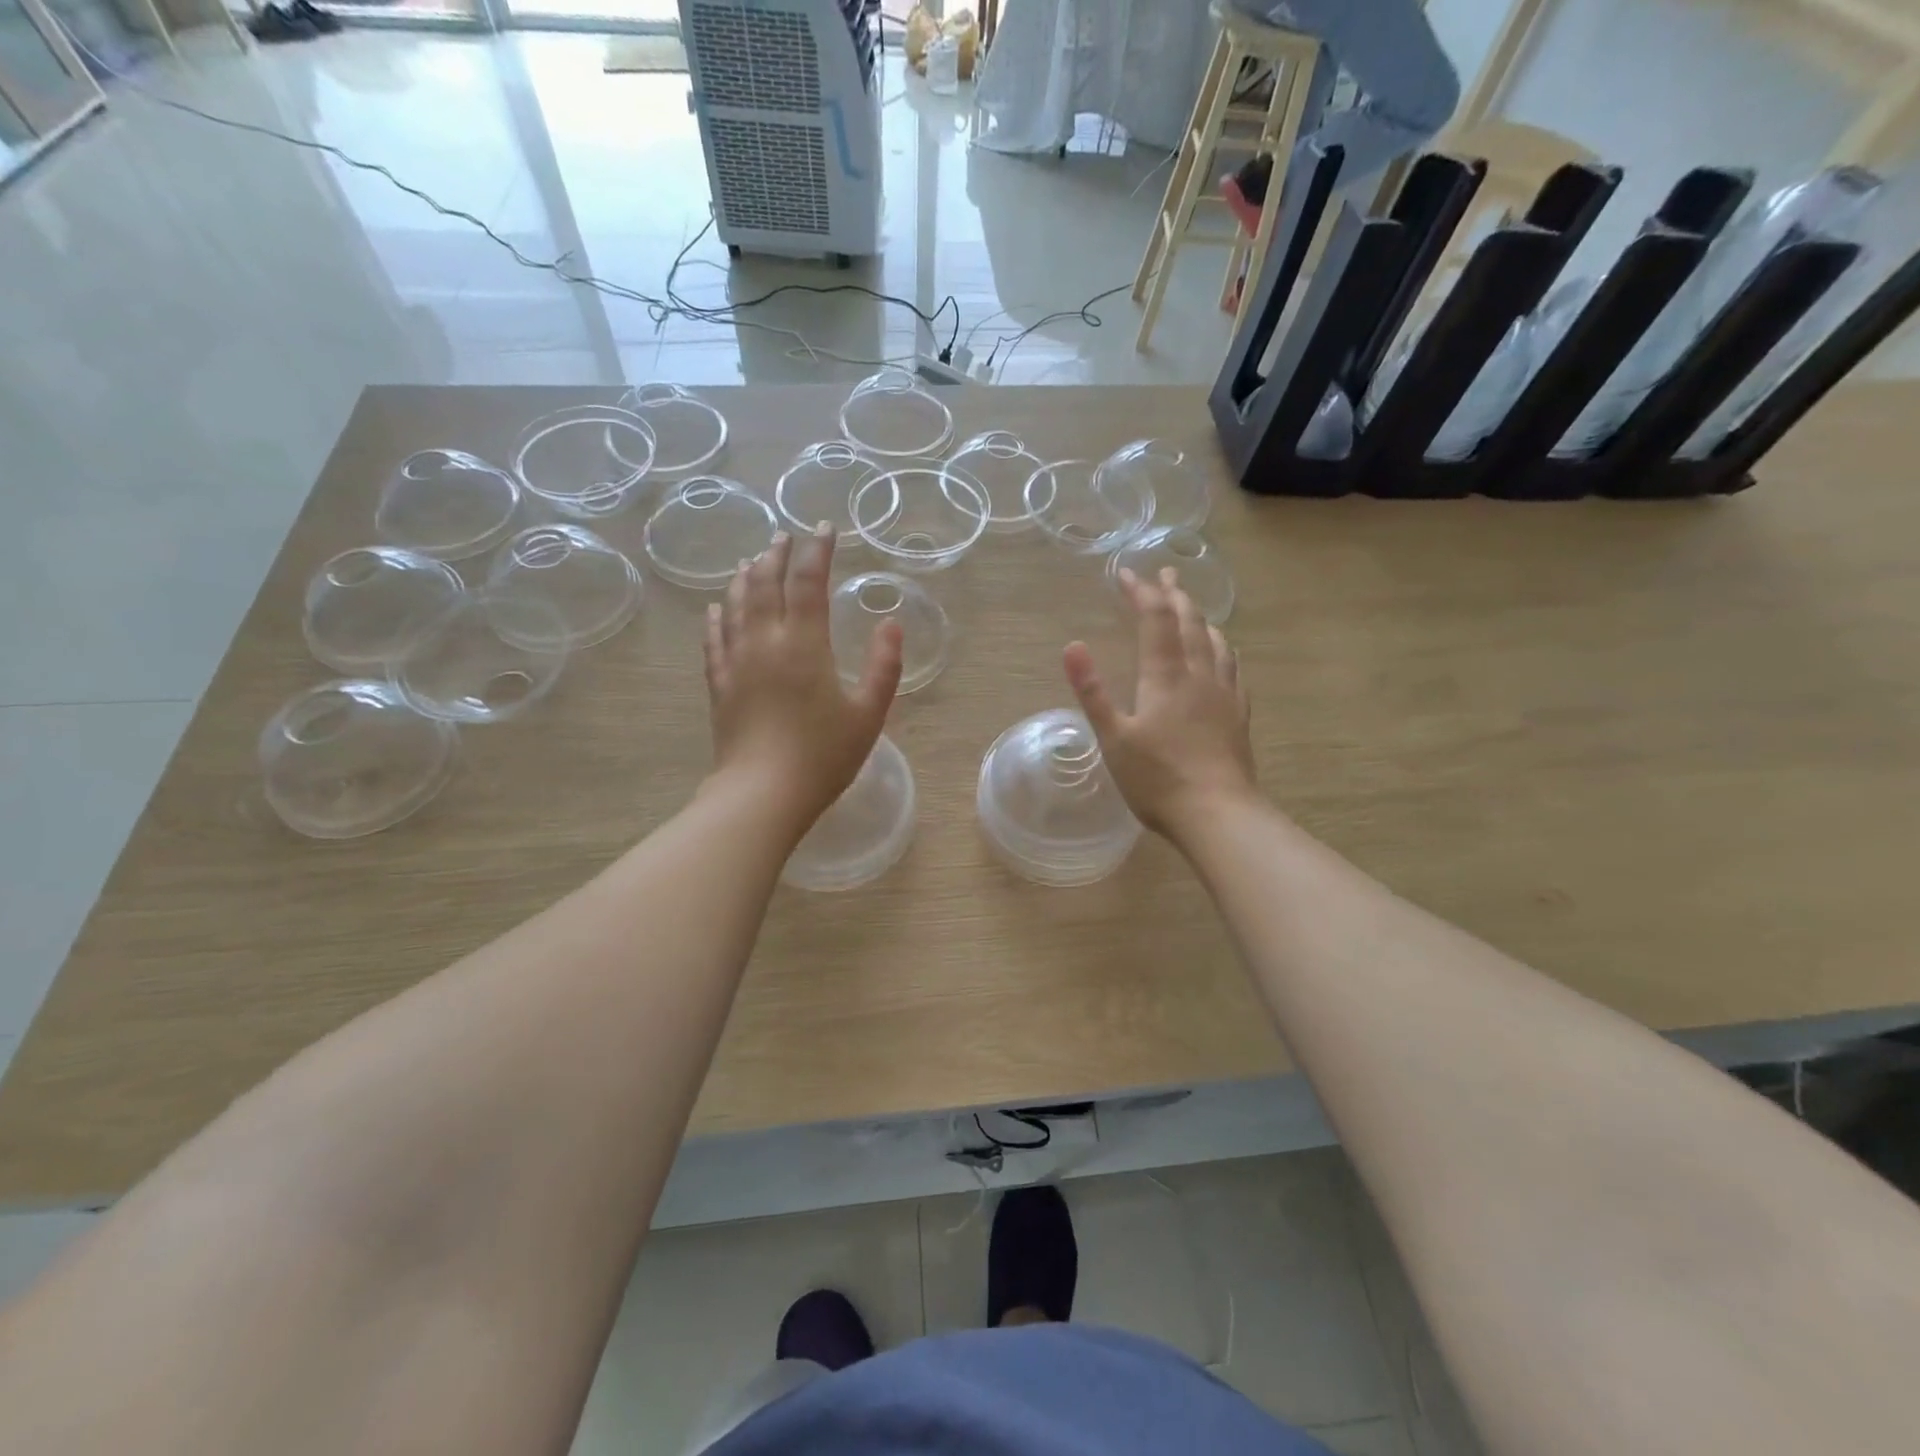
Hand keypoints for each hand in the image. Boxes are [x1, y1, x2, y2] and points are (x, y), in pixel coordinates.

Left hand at [703, 525, 902, 831]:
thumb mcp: (869, 714)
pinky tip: (717, 608)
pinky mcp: (719, 684)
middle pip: (765, 583)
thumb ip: (883, 666)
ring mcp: (736, 662)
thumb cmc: (823, 756)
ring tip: (751, 561)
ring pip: (735, 605)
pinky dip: (717, 616)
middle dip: (776, 555)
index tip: (824, 529)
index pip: (809, 581)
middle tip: (785, 537)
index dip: (817, 550)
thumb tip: (891, 623)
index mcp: (804, 644)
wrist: (762, 794)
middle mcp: (765, 642)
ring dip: (745, 577)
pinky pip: (714, 639)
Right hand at [1063, 566, 1256, 841]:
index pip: (1155, 619)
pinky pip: (1233, 666)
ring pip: (1215, 640)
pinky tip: (1224, 653)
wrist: (1218, 813)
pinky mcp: (1238, 714)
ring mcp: (1224, 693)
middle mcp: (1198, 674)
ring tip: (1192, 606)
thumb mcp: (1113, 738)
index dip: (1141, 592)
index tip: (1126, 574)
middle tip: (1166, 574)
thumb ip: (1092, 691)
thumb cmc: (1157, 779)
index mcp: (1164, 677)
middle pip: (1189, 622)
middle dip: (1174, 594)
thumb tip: (1072, 645)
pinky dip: (1223, 647)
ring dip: (1200, 617)